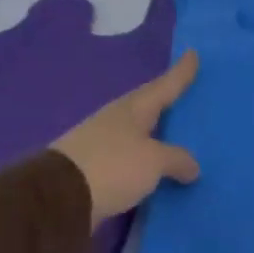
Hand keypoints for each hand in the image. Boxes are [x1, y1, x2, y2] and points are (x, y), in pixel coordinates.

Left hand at [51, 51, 201, 226]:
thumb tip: (192, 166)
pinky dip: (148, 163)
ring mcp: (103, 146)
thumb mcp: (154, 161)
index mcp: (131, 110)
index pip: (163, 87)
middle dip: (166, 103)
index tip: (193, 54)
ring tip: (179, 139)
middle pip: (148, 108)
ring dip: (158, 136)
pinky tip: (160, 170)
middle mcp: (116, 122)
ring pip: (140, 135)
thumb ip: (177, 159)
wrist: (60, 198)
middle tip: (188, 97)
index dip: (180, 73)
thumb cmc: (113, 166)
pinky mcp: (97, 171)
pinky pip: (133, 161)